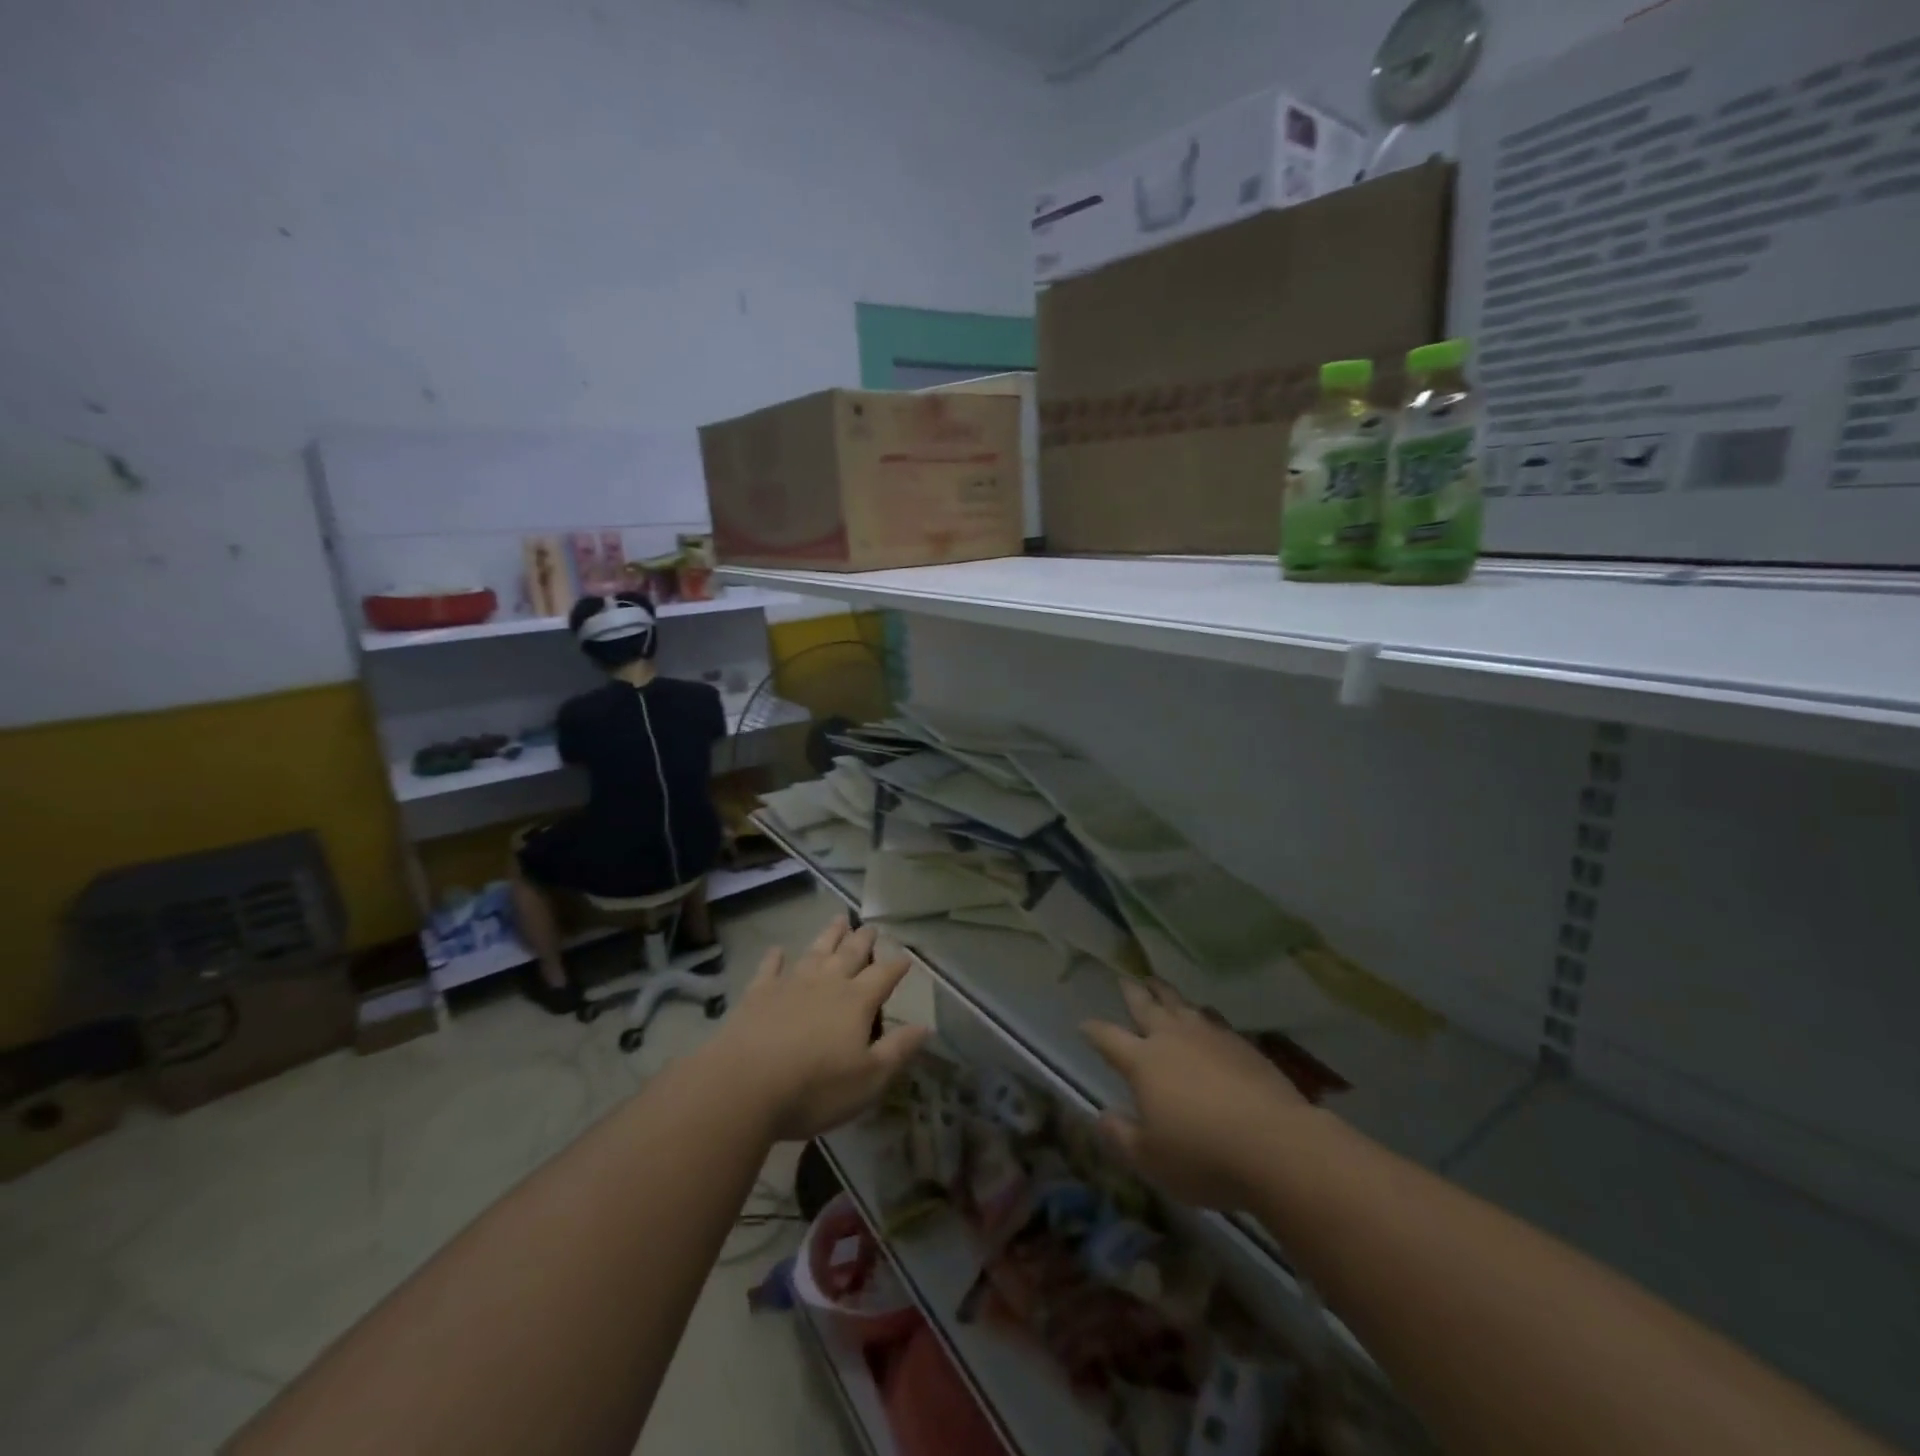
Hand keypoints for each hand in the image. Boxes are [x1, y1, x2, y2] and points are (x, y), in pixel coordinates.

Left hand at [709, 915, 928, 1141]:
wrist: (744, 1085)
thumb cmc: (815, 1087)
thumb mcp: (869, 1079)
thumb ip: (898, 1050)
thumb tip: (926, 1027)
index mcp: (856, 1001)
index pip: (883, 975)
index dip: (897, 965)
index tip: (906, 957)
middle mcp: (827, 983)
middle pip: (850, 954)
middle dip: (863, 940)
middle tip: (871, 926)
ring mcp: (791, 984)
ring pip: (815, 952)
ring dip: (828, 936)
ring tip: (838, 920)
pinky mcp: (758, 994)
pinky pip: (770, 969)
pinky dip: (775, 958)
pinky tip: (777, 950)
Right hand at [1082, 977, 1309, 1208]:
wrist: (1276, 1144)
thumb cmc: (1203, 1156)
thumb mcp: (1150, 1160)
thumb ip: (1121, 1136)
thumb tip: (1101, 1116)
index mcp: (1143, 1062)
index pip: (1108, 1038)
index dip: (1094, 1031)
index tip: (1084, 1025)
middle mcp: (1172, 1039)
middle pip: (1146, 1006)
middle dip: (1133, 993)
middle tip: (1124, 979)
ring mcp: (1209, 1036)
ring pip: (1180, 1005)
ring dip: (1166, 993)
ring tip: (1158, 985)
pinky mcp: (1241, 1044)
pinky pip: (1213, 1018)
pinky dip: (1201, 1012)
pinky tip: (1205, 1015)